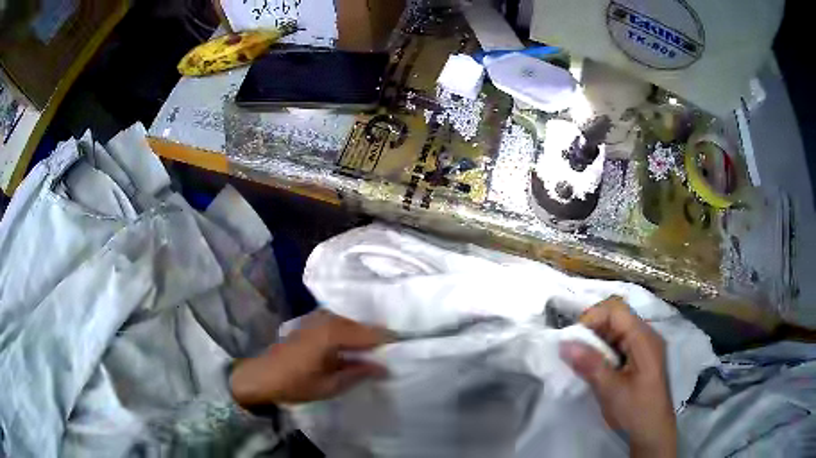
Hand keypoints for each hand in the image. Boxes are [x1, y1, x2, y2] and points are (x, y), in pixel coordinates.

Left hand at [230, 311, 389, 406]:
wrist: (261, 375)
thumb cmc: (295, 383)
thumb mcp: (330, 385)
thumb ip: (359, 374)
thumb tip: (385, 368)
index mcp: (334, 333)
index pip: (371, 333)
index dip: (390, 340)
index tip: (408, 347)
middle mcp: (328, 319)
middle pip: (363, 326)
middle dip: (379, 337)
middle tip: (397, 352)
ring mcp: (319, 319)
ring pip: (352, 324)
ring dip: (366, 335)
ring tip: (381, 351)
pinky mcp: (313, 323)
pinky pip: (341, 324)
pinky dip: (352, 333)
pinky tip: (358, 347)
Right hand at [559, 297, 676, 457]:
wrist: (652, 430)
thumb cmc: (636, 410)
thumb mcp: (611, 390)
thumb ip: (590, 365)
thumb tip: (564, 344)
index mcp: (644, 338)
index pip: (616, 310)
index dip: (593, 317)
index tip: (574, 339)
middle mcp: (646, 336)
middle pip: (616, 318)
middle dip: (593, 330)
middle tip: (575, 352)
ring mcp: (645, 346)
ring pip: (617, 330)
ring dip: (598, 342)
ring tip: (583, 362)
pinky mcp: (641, 357)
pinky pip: (620, 343)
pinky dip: (605, 351)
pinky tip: (597, 368)